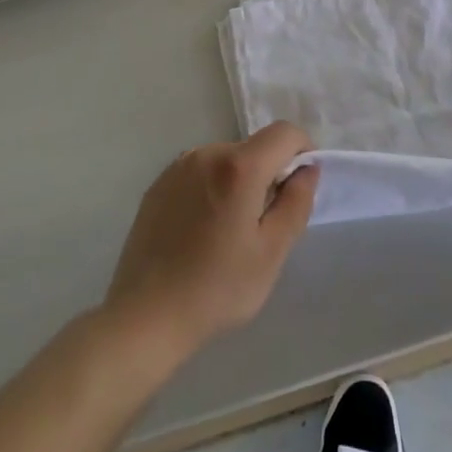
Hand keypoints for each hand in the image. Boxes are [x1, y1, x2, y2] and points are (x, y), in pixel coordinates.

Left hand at [102, 122, 318, 362]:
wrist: (144, 318)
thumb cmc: (216, 289)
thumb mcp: (271, 252)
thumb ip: (297, 203)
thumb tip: (307, 169)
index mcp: (238, 167)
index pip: (285, 133)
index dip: (302, 151)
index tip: (299, 187)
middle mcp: (207, 153)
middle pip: (254, 148)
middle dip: (268, 174)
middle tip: (263, 225)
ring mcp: (178, 166)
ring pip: (226, 160)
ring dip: (239, 181)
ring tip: (228, 231)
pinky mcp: (159, 183)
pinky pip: (200, 172)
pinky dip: (212, 188)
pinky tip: (200, 231)